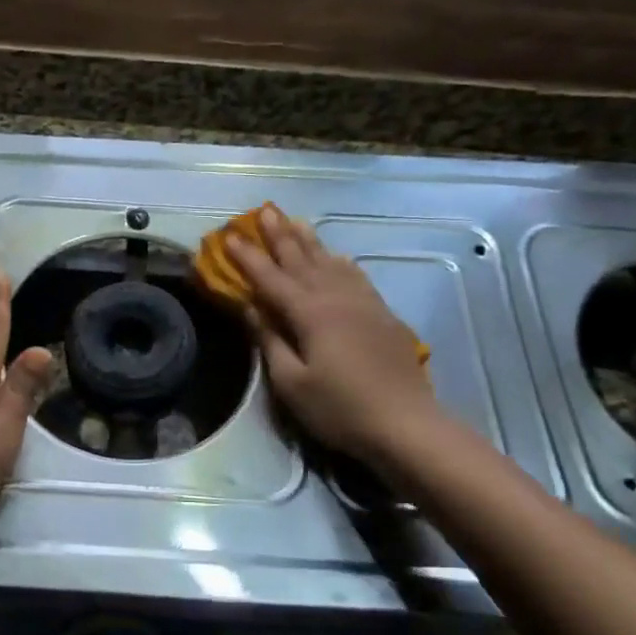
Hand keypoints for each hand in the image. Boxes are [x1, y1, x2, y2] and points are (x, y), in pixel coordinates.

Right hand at [227, 208, 438, 466]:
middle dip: (280, 235)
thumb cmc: (340, 408)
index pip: (270, 278)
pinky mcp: (382, 314)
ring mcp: (362, 303)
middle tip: (264, 211)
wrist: (406, 424)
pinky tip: (337, 255)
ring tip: (295, 220)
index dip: (248, 257)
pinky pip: (355, 275)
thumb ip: (270, 341)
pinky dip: (340, 260)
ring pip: (330, 261)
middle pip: (302, 259)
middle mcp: (335, 298)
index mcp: (309, 313)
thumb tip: (250, 307)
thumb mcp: (291, 383)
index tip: (229, 237)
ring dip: (309, 240)